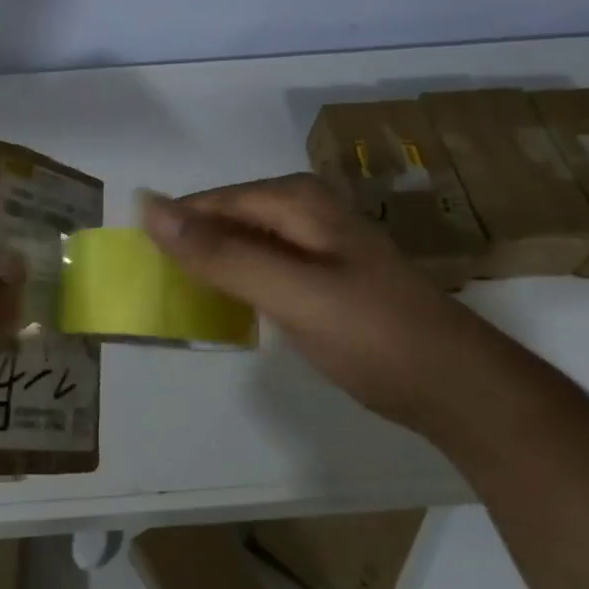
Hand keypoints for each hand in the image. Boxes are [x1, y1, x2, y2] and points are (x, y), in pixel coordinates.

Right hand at [141, 174, 490, 437]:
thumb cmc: (373, 335)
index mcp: (296, 201)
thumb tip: (149, 208)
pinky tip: (221, 309)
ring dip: (208, 268)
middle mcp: (304, 211)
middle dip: (187, 248)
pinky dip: (234, 285)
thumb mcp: (291, 292)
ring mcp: (315, 244)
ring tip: (174, 300)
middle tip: (151, 289)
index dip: (170, 228)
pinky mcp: (320, 276)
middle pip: (224, 220)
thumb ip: (221, 253)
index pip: (210, 203)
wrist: (456, 388)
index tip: (132, 263)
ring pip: (240, 245)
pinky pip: (259, 268)